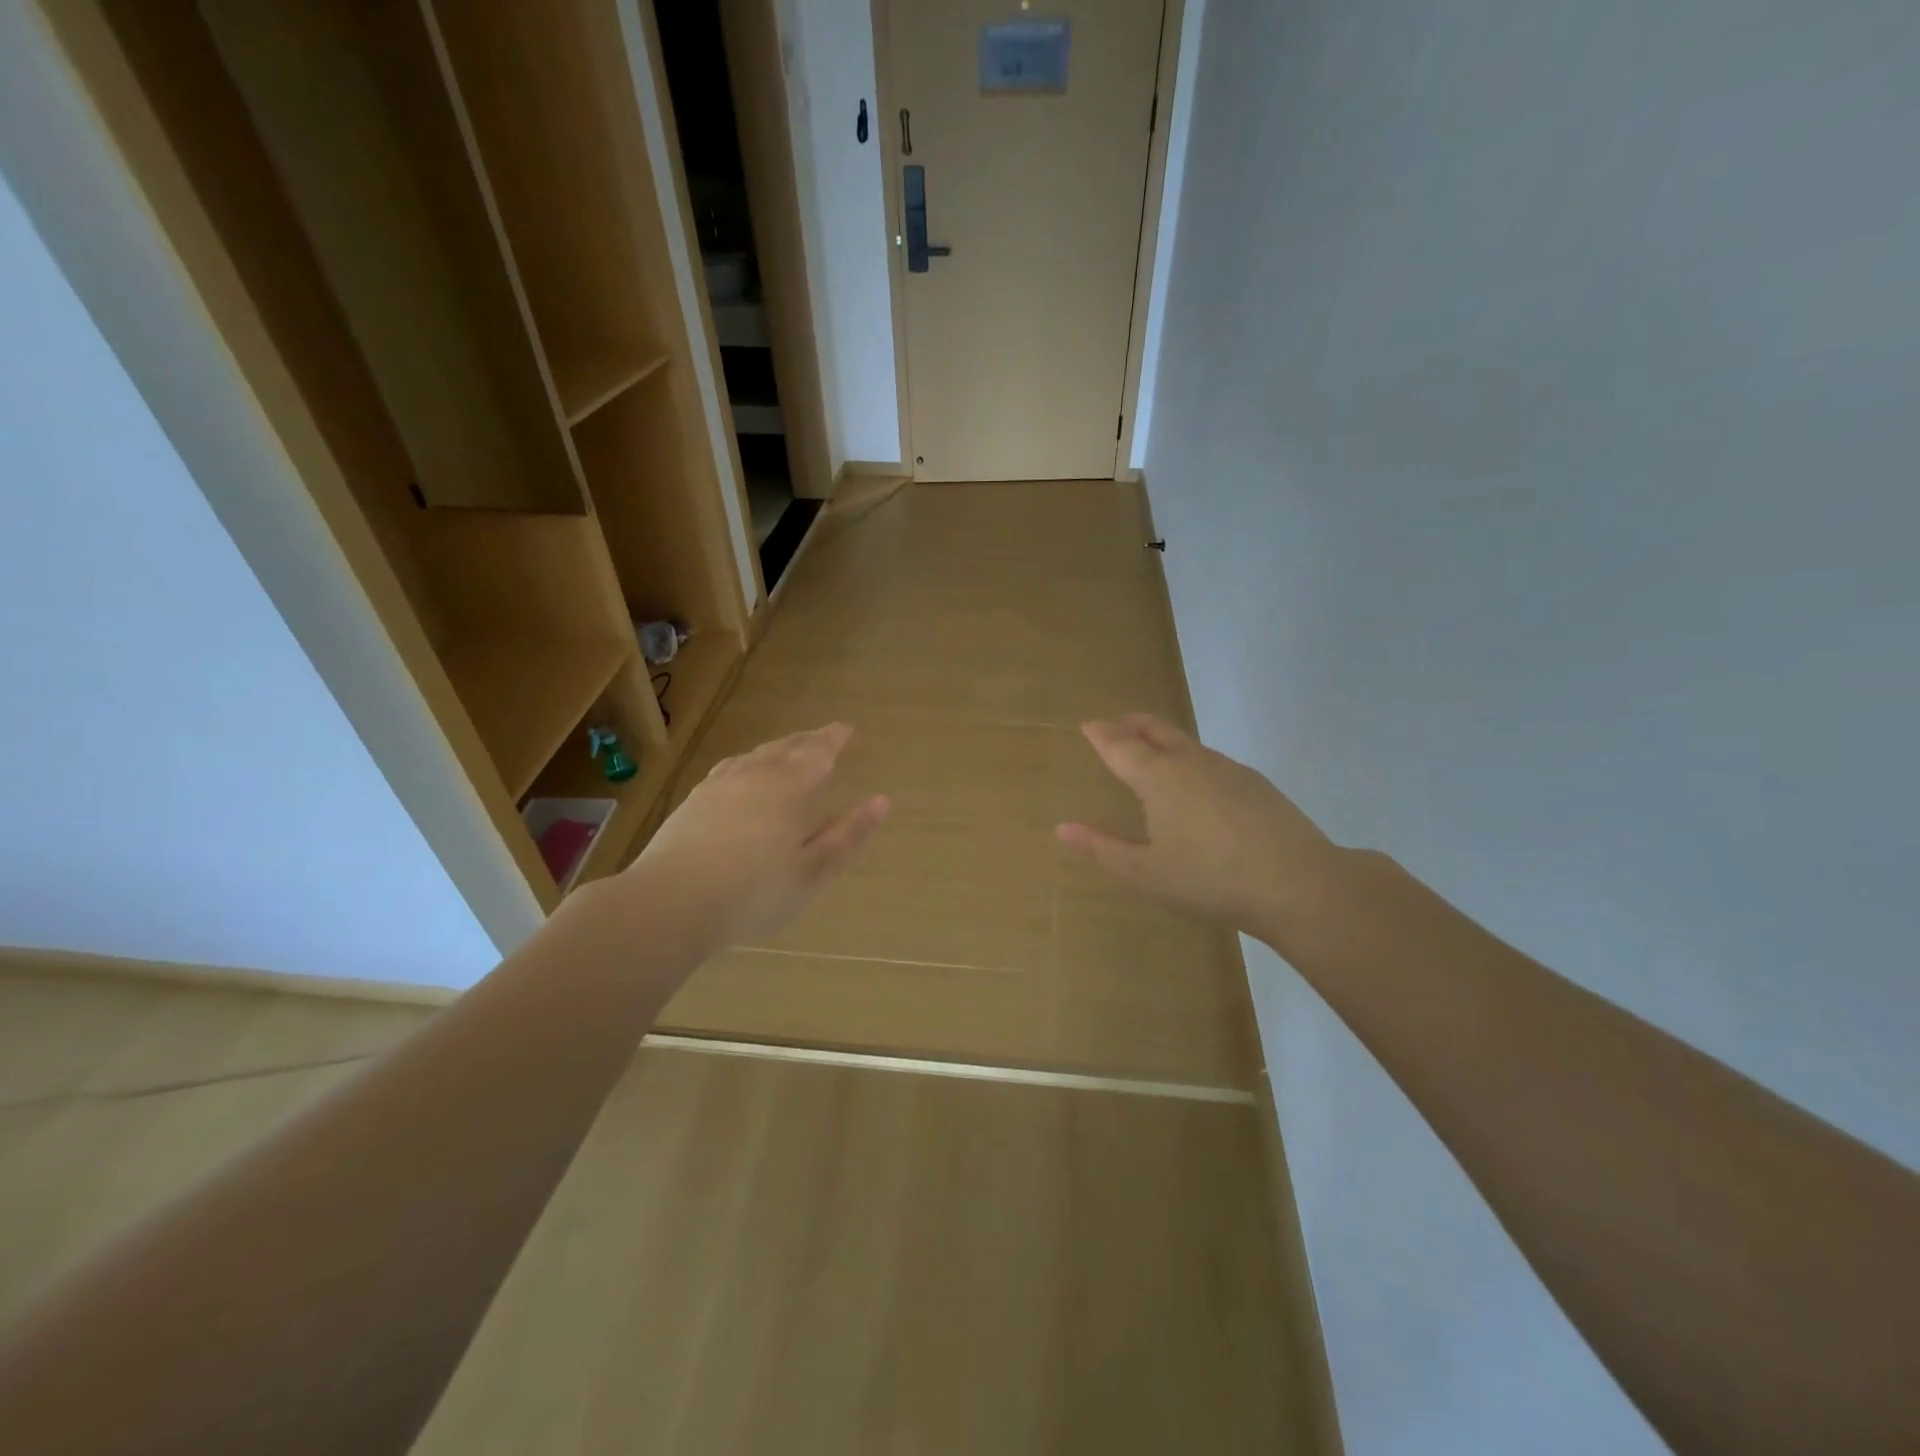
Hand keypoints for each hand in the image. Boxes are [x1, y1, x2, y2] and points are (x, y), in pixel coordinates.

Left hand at [626, 723, 888, 952]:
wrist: (670, 903)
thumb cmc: (754, 892)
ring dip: (776, 748)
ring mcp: (717, 787)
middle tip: (823, 735)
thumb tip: (881, 801)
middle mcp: (754, 776)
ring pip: (753, 755)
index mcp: (788, 788)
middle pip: (785, 748)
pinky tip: (739, 774)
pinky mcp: (692, 803)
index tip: (847, 728)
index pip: (817, 753)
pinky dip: (745, 763)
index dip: (833, 739)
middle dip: (807, 740)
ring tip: (786, 749)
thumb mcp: (812, 870)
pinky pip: (727, 769)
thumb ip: (847, 835)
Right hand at [1056, 714, 1342, 945]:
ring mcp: (1228, 769)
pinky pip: (1212, 761)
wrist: (1297, 884)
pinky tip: (1199, 788)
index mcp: (1158, 777)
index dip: (1100, 734)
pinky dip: (1192, 761)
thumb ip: (1102, 847)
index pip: (1120, 745)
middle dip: (1134, 724)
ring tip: (1154, 754)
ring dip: (1164, 740)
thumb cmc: (1209, 879)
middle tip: (1119, 724)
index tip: (1088, 725)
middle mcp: (1191, 762)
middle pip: (1156, 730)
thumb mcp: (1145, 872)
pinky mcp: (1256, 783)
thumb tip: (1062, 828)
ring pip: (1187, 744)